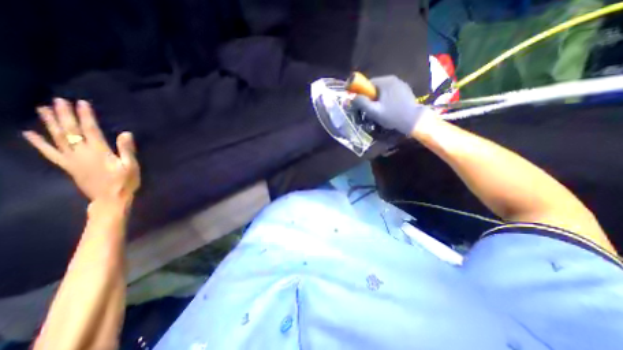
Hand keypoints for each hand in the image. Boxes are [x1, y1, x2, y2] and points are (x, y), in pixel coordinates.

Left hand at [22, 98, 138, 202]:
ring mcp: (71, 159)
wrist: (110, 199)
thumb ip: (127, 150)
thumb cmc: (125, 181)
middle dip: (64, 115)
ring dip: (50, 123)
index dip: (85, 116)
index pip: (90, 130)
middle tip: (58, 100)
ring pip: (57, 138)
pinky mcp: (67, 166)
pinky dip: (38, 143)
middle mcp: (81, 152)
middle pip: (70, 131)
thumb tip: (125, 133)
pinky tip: (29, 133)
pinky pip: (49, 153)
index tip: (81, 103)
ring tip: (43, 109)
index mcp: (99, 152)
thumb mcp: (131, 166)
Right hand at [352, 75, 434, 134]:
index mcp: (385, 82)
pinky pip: (391, 92)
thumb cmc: (392, 115)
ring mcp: (401, 84)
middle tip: (372, 109)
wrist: (413, 120)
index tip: (362, 103)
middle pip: (376, 86)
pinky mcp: (405, 90)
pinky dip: (387, 98)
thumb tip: (353, 97)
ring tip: (381, 109)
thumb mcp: (374, 111)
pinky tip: (389, 108)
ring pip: (383, 89)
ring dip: (379, 98)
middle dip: (371, 96)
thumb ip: (362, 103)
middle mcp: (393, 79)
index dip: (363, 93)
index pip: (368, 83)